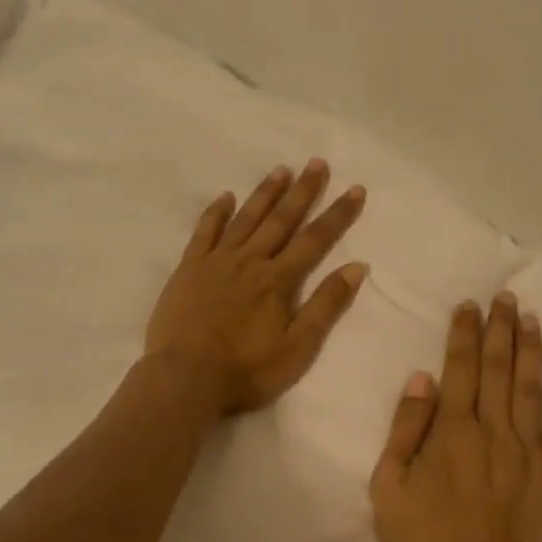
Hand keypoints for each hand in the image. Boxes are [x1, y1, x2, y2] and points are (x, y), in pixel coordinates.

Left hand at [146, 159, 368, 415]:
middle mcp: (250, 261)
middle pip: (281, 219)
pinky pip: (204, 232)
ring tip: (281, 170)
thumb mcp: (298, 348)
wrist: (185, 379)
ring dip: (265, 193)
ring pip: (245, 219)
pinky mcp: (188, 269)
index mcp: (278, 280)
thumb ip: (326, 305)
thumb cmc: (246, 370)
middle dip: (303, 191)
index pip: (315, 239)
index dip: (337, 214)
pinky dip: (216, 212)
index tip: (355, 189)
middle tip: (317, 162)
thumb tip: (357, 266)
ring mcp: (216, 262)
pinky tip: (226, 196)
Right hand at [369, 293, 541, 541]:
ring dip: (532, 351)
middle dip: (501, 329)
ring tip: (532, 320)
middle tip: (506, 297)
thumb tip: (421, 379)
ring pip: (532, 388)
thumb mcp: (390, 487)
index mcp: (452, 430)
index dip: (464, 334)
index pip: (460, 368)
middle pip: (499, 369)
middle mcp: (493, 429)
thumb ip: (405, 429)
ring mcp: (528, 451)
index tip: (470, 305)